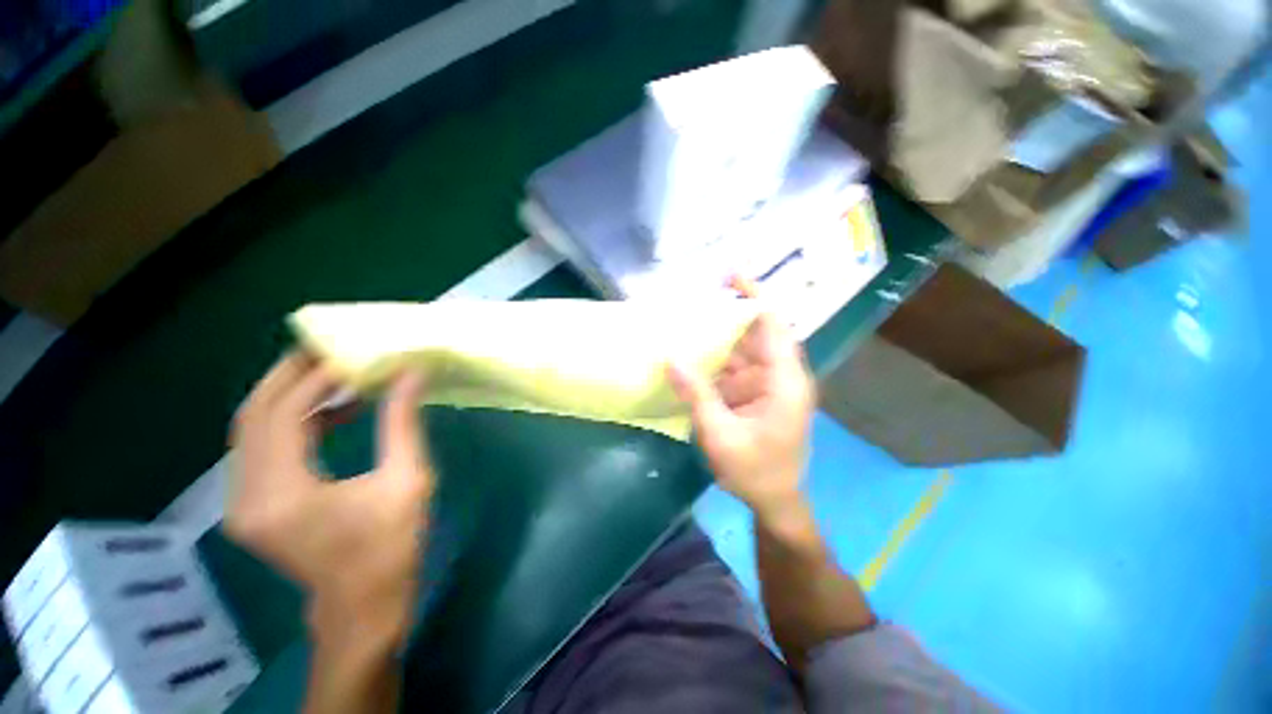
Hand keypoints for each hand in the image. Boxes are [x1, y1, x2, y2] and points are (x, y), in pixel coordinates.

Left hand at [227, 351, 431, 650]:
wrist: (362, 604)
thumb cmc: (392, 546)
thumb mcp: (408, 480)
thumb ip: (403, 423)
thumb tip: (410, 374)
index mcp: (285, 493)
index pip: (284, 415)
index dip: (315, 378)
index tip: (349, 353)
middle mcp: (247, 496)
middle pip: (252, 416)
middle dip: (288, 375)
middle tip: (327, 348)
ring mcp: (243, 503)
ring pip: (250, 429)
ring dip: (288, 395)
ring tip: (333, 373)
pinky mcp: (251, 506)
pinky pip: (261, 448)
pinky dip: (291, 421)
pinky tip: (331, 411)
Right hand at [668, 309, 814, 520]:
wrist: (775, 501)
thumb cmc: (755, 471)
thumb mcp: (721, 434)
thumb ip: (697, 395)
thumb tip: (671, 358)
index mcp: (784, 381)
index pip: (773, 326)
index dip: (755, 297)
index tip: (731, 276)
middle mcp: (779, 376)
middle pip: (756, 334)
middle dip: (728, 315)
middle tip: (695, 299)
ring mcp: (767, 385)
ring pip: (742, 351)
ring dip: (717, 339)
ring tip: (687, 322)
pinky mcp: (755, 395)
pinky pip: (735, 369)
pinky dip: (715, 361)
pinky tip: (692, 355)